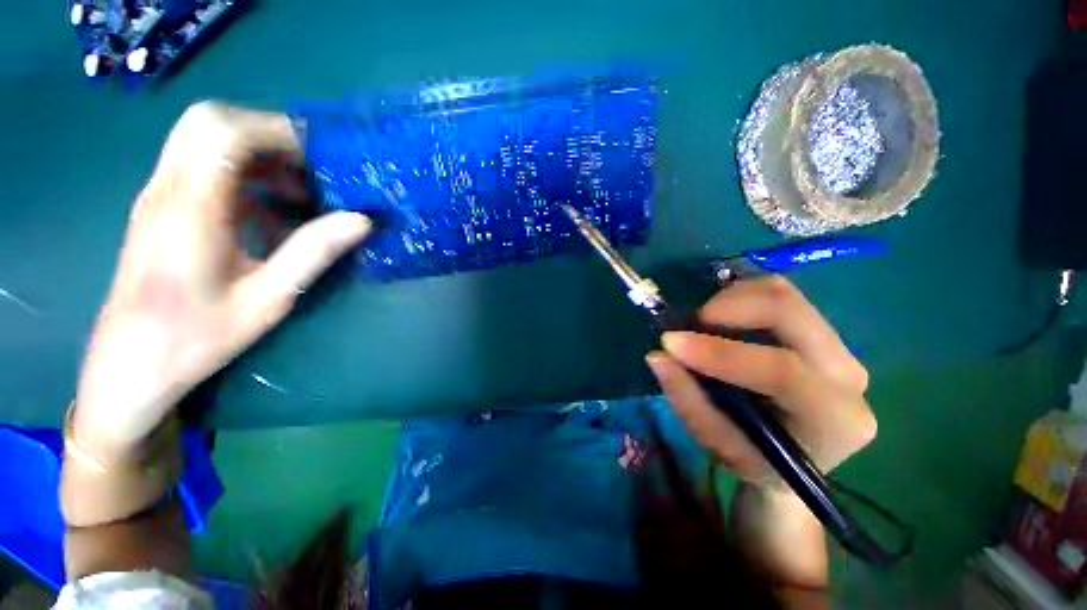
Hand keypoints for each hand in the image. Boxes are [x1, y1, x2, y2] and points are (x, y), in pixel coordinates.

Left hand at [74, 102, 370, 458]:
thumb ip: (313, 253)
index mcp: (191, 209)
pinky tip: (268, 211)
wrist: (132, 362)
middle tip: (309, 167)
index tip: (322, 158)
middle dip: (267, 133)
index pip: (226, 132)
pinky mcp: (161, 205)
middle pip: (209, 120)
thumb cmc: (198, 336)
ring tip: (297, 189)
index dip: (278, 132)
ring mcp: (159, 194)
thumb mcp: (268, 299)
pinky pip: (200, 164)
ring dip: (256, 152)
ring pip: (202, 137)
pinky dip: (241, 172)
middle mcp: (168, 189)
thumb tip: (360, 221)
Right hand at [646, 276, 875, 486]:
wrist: (796, 455)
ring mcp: (839, 345)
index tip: (670, 342)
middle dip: (727, 307)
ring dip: (731, 299)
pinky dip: (740, 297)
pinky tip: (723, 319)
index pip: (781, 371)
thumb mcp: (719, 443)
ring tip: (704, 324)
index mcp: (833, 418)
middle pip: (788, 310)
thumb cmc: (758, 458)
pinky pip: (778, 294)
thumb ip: (687, 400)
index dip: (720, 352)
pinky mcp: (820, 329)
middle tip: (691, 324)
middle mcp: (847, 374)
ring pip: (782, 293)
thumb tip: (656, 357)